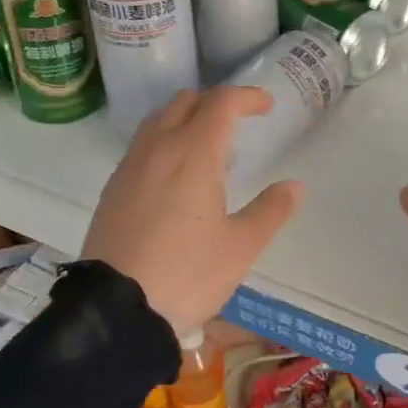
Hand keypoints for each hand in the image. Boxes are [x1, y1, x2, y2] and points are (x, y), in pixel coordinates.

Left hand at [83, 85, 303, 332]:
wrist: (115, 310)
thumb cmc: (187, 274)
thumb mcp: (240, 247)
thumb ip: (271, 211)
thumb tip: (294, 186)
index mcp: (194, 154)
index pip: (222, 103)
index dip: (247, 97)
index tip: (266, 107)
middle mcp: (158, 148)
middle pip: (186, 101)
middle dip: (216, 103)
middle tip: (238, 124)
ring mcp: (130, 166)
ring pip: (159, 120)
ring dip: (186, 119)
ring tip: (207, 149)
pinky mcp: (113, 188)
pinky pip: (142, 146)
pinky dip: (164, 142)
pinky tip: (175, 177)